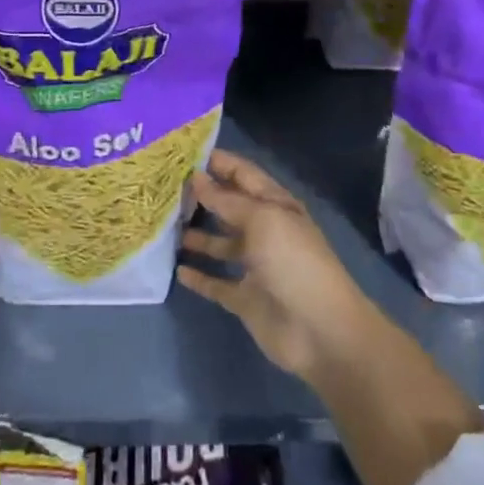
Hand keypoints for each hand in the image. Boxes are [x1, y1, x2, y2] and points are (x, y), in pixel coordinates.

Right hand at [177, 148, 375, 381]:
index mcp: (275, 206)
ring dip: (196, 236)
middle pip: (228, 207)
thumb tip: (196, 177)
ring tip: (163, 226)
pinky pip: (216, 283)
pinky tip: (177, 270)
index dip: (217, 161)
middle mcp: (264, 231)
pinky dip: (199, 277)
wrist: (321, 332)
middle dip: (200, 196)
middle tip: (162, 188)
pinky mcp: (245, 299)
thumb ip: (226, 200)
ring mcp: (255, 266)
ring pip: (220, 244)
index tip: (181, 152)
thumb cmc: (294, 262)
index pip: (242, 174)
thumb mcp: (262, 220)